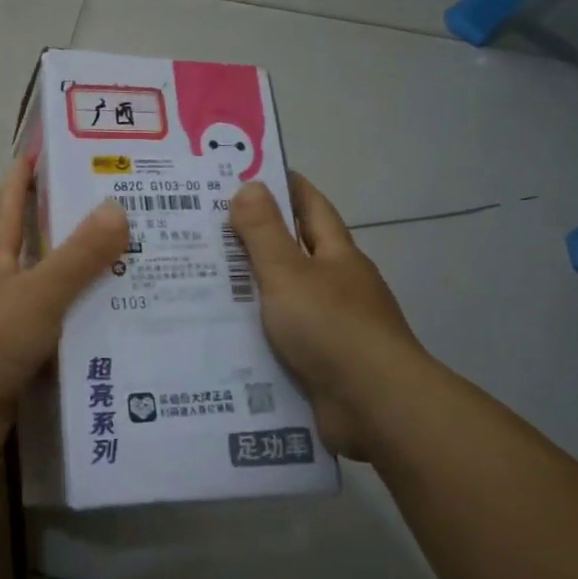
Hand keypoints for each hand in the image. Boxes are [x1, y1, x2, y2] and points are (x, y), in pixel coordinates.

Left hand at [0, 157, 129, 444]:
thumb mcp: (40, 292)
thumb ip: (78, 255)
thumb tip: (117, 207)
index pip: (11, 208)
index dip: (22, 178)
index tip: (39, 149)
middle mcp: (4, 286)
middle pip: (39, 248)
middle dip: (70, 228)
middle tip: (120, 209)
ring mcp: (12, 324)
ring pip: (56, 292)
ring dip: (87, 280)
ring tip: (136, 265)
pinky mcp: (24, 359)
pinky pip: (64, 331)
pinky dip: (88, 324)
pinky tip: (121, 324)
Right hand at [229, 174, 432, 461]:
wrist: (375, 405)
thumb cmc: (332, 327)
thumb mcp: (288, 274)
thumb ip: (265, 233)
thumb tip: (250, 185)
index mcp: (337, 256)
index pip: (311, 207)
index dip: (286, 187)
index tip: (251, 173)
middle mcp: (339, 286)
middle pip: (296, 252)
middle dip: (258, 239)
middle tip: (207, 229)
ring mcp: (334, 326)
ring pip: (286, 298)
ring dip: (252, 290)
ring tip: (203, 281)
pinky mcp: (323, 363)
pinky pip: (283, 338)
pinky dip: (257, 332)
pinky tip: (224, 333)